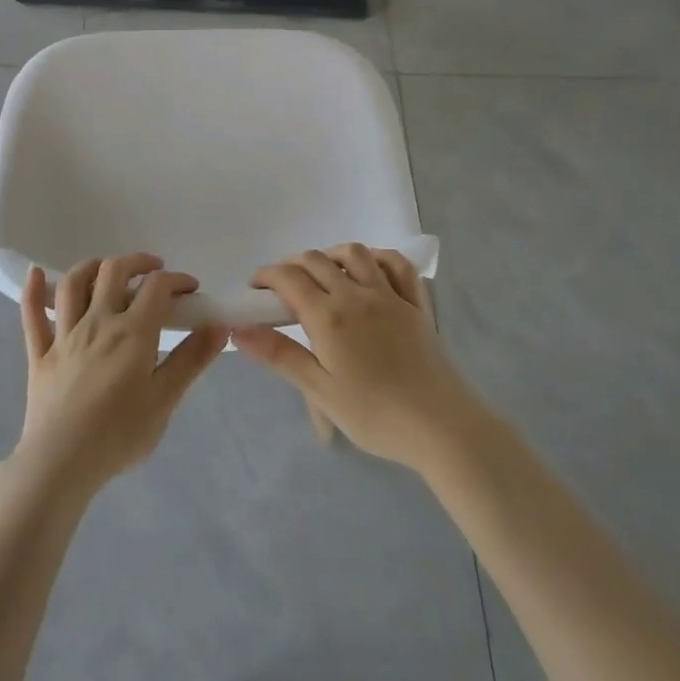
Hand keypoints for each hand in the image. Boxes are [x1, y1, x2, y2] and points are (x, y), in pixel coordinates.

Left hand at [12, 253, 227, 498]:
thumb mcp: (165, 400)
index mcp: (132, 332)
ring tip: (107, 270)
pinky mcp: (39, 354)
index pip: (157, 287)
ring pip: (73, 284)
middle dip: (138, 262)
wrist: (60, 463)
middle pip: (113, 272)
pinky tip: (36, 274)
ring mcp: (64, 335)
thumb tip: (219, 325)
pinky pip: (32, 315)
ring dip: (92, 266)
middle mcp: (97, 322)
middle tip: (154, 271)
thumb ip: (192, 359)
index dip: (177, 280)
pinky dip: (33, 291)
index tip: (191, 291)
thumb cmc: (119, 434)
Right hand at [233, 244, 484, 472]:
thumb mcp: (320, 391)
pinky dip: (378, 258)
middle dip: (292, 265)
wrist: (440, 426)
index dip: (266, 276)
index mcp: (328, 316)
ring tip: (321, 272)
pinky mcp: (416, 305)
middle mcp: (356, 295)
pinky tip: (369, 269)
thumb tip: (239, 330)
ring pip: (355, 254)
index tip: (255, 289)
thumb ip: (280, 355)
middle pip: (317, 261)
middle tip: (281, 288)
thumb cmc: (374, 414)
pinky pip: (398, 265)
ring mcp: (390, 296)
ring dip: (331, 254)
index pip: (288, 278)